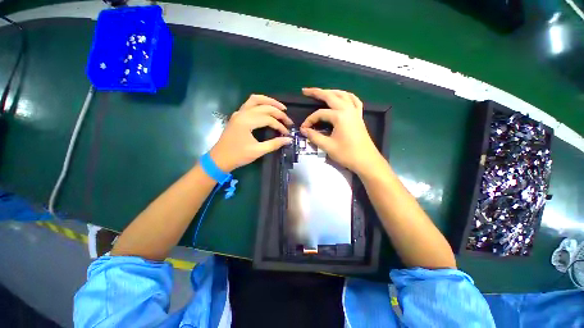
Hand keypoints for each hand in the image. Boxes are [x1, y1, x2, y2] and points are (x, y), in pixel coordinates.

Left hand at [210, 94, 292, 171]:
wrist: (219, 159)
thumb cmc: (238, 156)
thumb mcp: (257, 151)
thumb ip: (274, 144)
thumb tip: (288, 140)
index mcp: (247, 122)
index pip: (268, 119)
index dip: (280, 126)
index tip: (287, 133)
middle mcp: (242, 113)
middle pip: (264, 107)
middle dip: (278, 112)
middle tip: (288, 120)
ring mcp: (239, 113)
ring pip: (256, 100)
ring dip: (269, 102)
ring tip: (281, 107)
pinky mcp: (237, 116)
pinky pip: (250, 103)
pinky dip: (260, 103)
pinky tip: (267, 108)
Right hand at [300, 88, 380, 174]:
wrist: (366, 161)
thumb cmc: (347, 154)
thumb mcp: (328, 146)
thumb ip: (314, 136)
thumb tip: (304, 130)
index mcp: (340, 116)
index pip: (320, 114)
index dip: (309, 120)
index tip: (303, 129)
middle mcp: (348, 109)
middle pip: (331, 96)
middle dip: (317, 92)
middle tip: (306, 91)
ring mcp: (355, 112)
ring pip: (343, 95)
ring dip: (331, 92)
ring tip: (322, 92)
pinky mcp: (359, 116)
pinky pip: (354, 101)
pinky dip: (347, 96)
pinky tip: (343, 97)